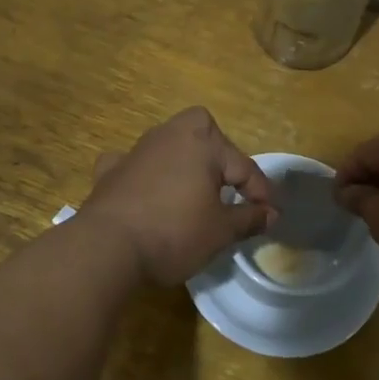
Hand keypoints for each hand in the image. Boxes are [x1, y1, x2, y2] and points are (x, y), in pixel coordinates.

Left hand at [81, 108, 274, 284]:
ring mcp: (135, 152)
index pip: (243, 166)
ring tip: (192, 193)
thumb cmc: (174, 233)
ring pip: (168, 145)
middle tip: (228, 186)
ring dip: (183, 163)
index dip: (261, 192)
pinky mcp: (109, 172)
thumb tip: (270, 213)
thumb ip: (248, 218)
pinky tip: (146, 191)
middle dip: (218, 153)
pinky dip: (143, 174)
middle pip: (202, 131)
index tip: (270, 214)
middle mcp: (168, 136)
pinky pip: (133, 164)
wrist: (107, 248)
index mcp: (202, 143)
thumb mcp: (221, 231)